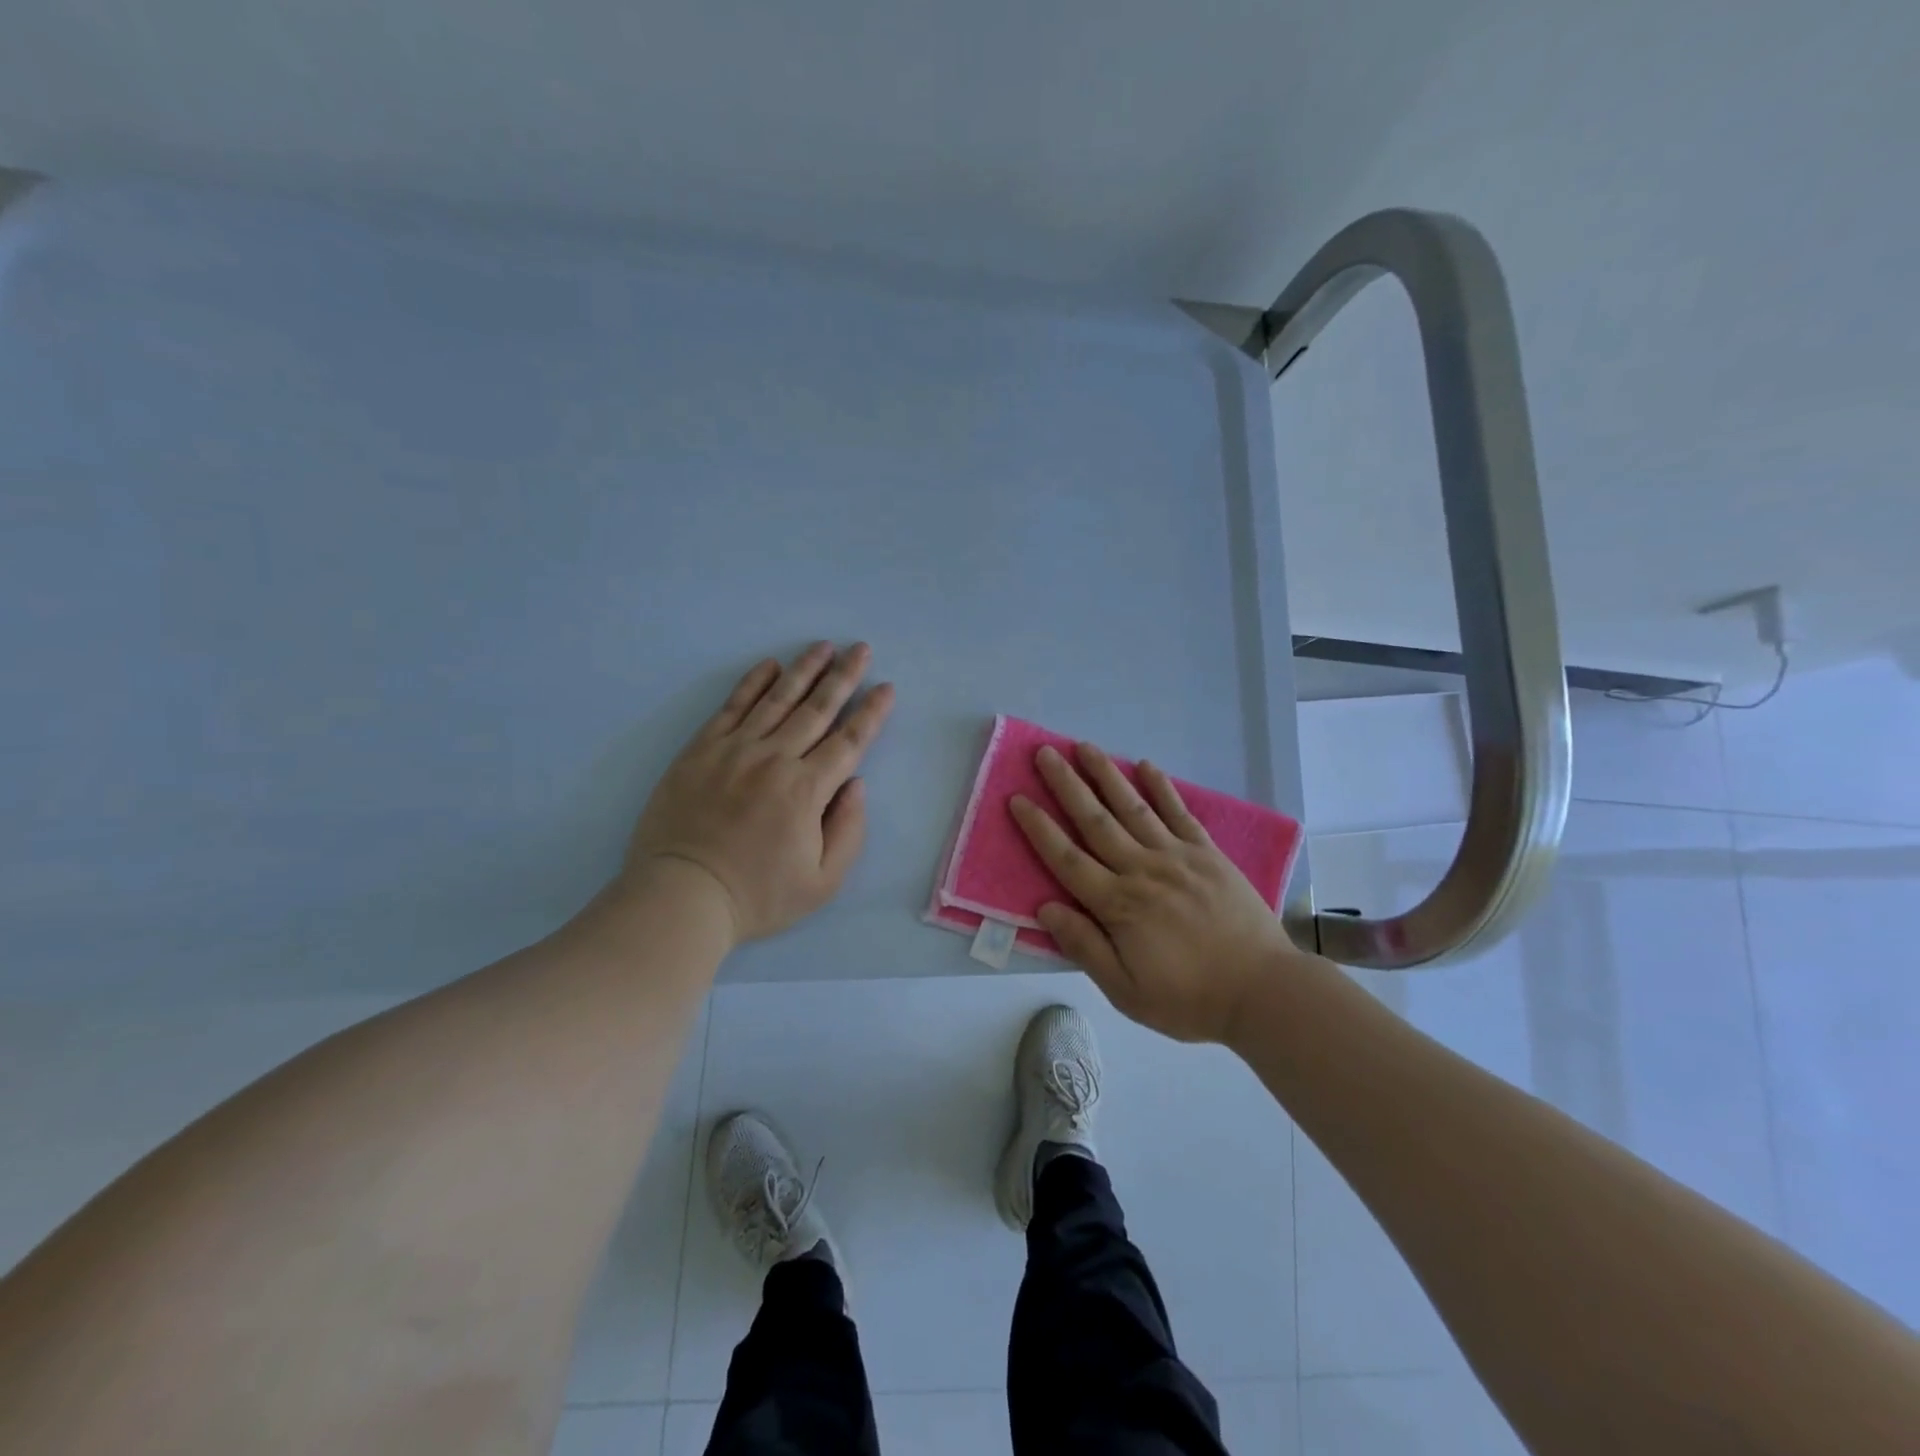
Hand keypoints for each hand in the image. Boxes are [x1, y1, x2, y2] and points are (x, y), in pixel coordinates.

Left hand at [627, 642, 894, 944]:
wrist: (682, 896)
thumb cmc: (758, 896)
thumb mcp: (823, 882)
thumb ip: (849, 830)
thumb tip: (855, 783)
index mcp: (807, 790)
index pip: (849, 740)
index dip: (871, 712)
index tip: (886, 688)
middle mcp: (775, 758)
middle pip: (817, 709)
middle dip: (844, 676)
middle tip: (860, 648)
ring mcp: (735, 750)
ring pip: (777, 699)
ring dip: (804, 670)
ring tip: (824, 646)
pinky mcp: (701, 750)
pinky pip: (732, 707)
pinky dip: (753, 683)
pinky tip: (770, 666)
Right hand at [1010, 743, 1300, 1043]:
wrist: (1264, 991)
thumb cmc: (1189, 998)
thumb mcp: (1127, 991)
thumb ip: (1085, 947)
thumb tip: (1045, 907)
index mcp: (1118, 905)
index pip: (1067, 858)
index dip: (1039, 828)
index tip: (1017, 798)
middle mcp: (1142, 870)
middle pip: (1095, 821)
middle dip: (1066, 785)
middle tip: (1044, 753)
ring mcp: (1177, 856)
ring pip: (1133, 808)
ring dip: (1106, 774)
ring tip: (1084, 746)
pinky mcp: (1207, 853)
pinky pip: (1179, 813)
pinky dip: (1161, 787)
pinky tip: (1145, 765)